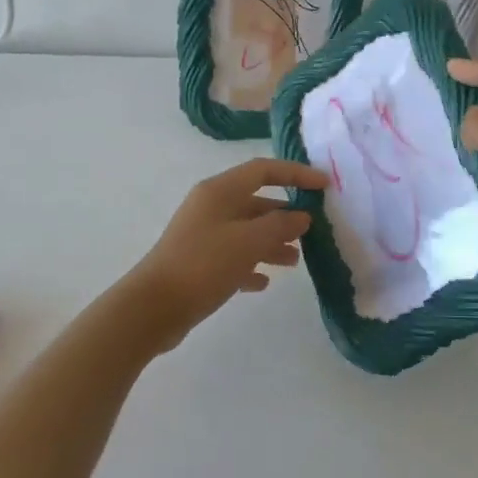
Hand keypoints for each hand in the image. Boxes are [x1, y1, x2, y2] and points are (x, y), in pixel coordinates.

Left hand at [125, 158, 328, 342]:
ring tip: (295, 261)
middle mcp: (211, 207)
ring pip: (246, 231)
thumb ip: (280, 226)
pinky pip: (232, 257)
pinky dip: (251, 265)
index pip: (263, 170)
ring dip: (272, 242)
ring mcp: (202, 235)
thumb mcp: (249, 242)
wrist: (153, 307)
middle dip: (285, 215)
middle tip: (312, 232)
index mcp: (220, 191)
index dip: (295, 173)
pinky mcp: (198, 262)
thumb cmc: (204, 265)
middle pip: (256, 202)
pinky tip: (263, 283)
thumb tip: (301, 216)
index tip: (324, 185)